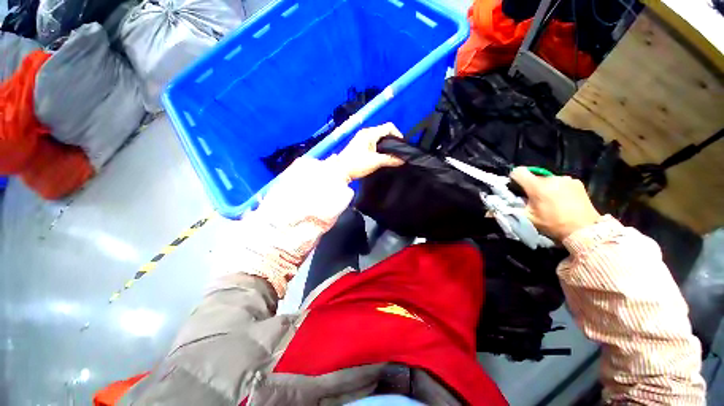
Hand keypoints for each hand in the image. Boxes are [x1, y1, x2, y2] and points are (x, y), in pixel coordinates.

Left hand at [331, 122, 404, 180]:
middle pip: (384, 132)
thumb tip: (403, 160)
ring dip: (386, 145)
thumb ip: (390, 159)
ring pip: (379, 137)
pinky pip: (374, 142)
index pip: (389, 127)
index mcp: (370, 133)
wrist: (340, 171)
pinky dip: (380, 147)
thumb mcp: (375, 162)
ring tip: (391, 155)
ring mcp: (361, 138)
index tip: (402, 146)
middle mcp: (366, 133)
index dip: (398, 135)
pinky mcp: (359, 145)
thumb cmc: (357, 164)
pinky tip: (382, 156)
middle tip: (398, 152)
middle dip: (393, 141)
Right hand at [511, 167, 601, 240]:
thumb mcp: (528, 218)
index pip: (518, 171)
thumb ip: (514, 207)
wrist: (584, 229)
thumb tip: (502, 203)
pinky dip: (558, 188)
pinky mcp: (576, 182)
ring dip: (545, 187)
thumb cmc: (553, 224)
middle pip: (533, 176)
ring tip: (550, 200)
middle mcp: (551, 178)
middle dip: (531, 186)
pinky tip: (562, 199)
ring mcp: (565, 179)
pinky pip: (560, 182)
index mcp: (537, 186)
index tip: (516, 188)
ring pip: (547, 179)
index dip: (514, 178)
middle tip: (534, 199)